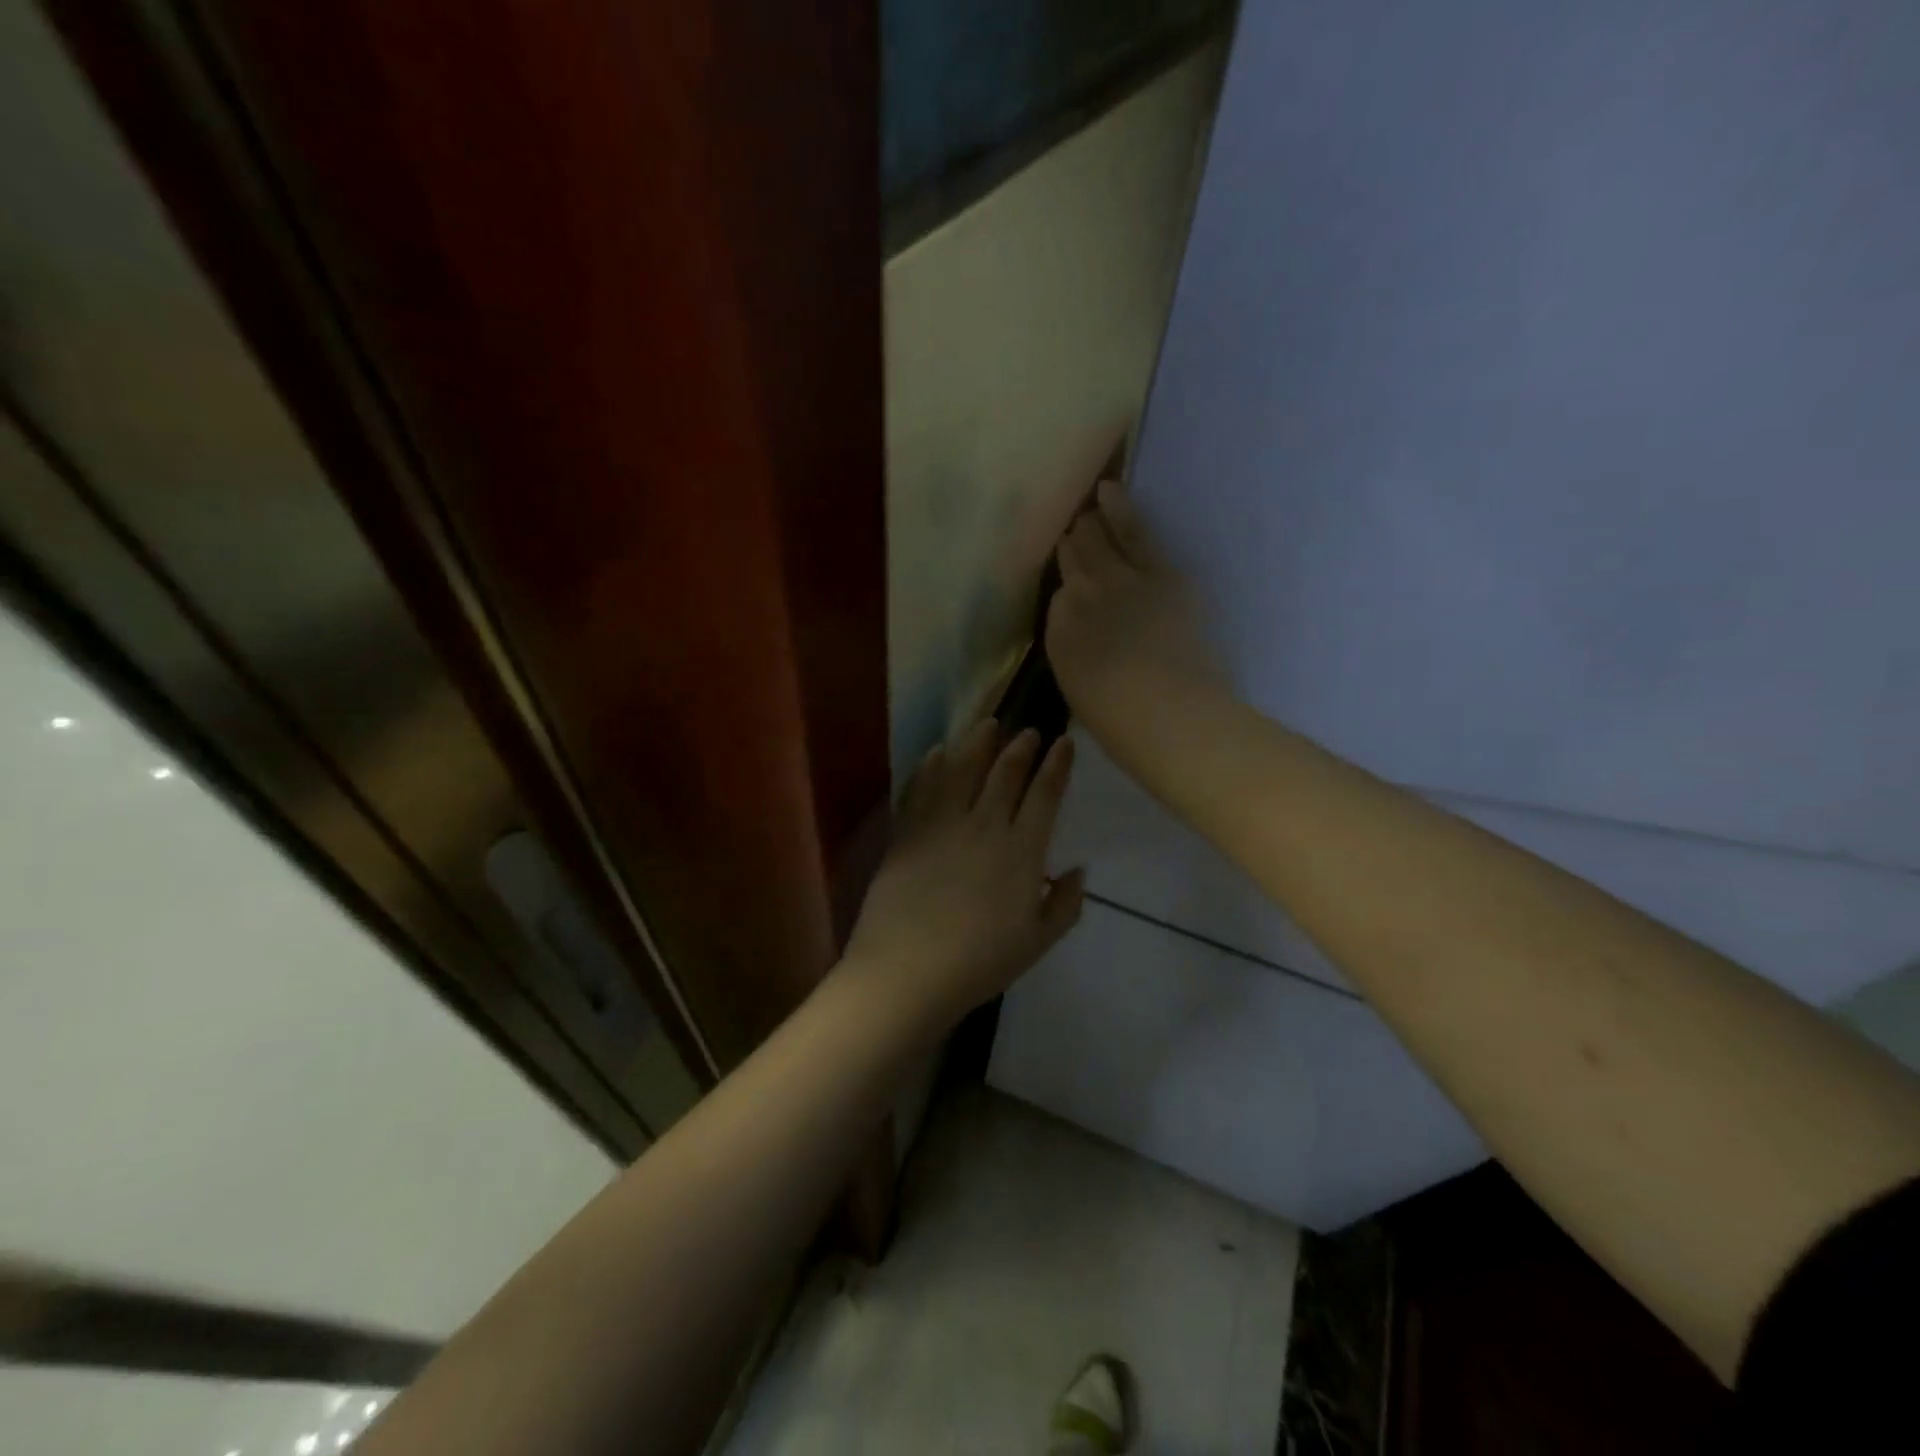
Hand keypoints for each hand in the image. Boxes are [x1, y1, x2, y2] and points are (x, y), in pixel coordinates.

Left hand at [839, 721, 1084, 1029]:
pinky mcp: (908, 831)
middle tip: (1028, 731)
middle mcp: (985, 827)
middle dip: (1021, 747)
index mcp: (1022, 852)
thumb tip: (1078, 870)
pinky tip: (937, 752)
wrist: (908, 969)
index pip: (1045, 795)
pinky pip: (921, 788)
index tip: (1064, 742)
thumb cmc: (980, 963)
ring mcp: (942, 825)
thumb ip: (1064, 904)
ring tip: (988, 725)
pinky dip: (930, 765)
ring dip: (978, 743)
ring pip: (963, 770)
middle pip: (1006, 774)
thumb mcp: (1037, 942)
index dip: (1057, 765)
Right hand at [1048, 480, 1227, 755]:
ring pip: (1095, 539)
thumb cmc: (1122, 722)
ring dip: (1089, 523)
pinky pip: (1133, 531)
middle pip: (1072, 561)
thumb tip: (1082, 631)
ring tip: (1086, 505)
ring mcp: (1117, 581)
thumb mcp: (1081, 690)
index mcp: (1058, 635)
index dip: (1068, 591)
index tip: (1072, 587)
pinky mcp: (1157, 572)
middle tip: (1073, 534)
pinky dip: (1119, 507)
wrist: (1167, 714)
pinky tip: (1109, 490)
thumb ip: (1076, 653)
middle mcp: (1078, 599)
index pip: (1058, 599)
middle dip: (1073, 546)